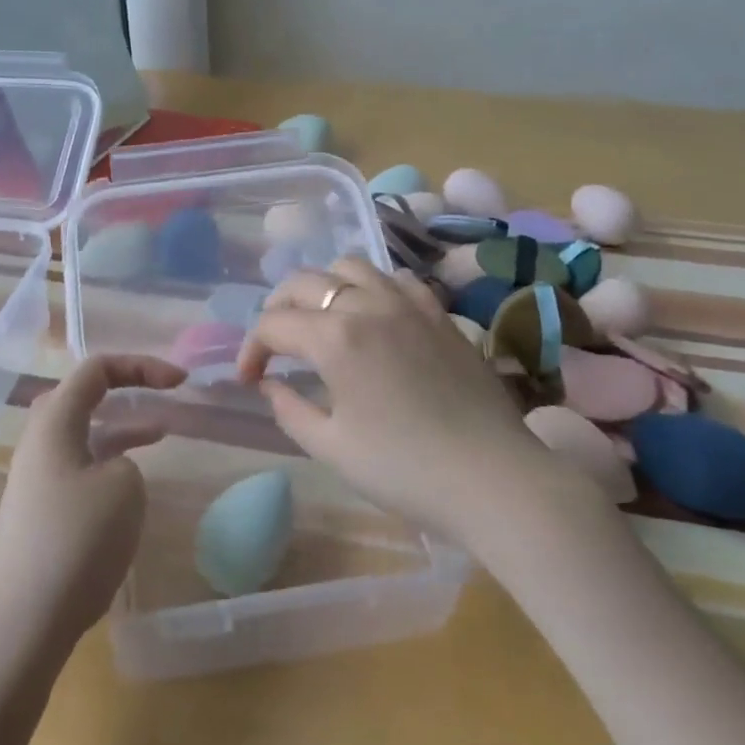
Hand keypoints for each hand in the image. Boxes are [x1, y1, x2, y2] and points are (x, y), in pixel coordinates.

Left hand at [0, 354, 186, 650]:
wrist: (21, 624)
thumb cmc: (76, 541)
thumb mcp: (123, 486)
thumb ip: (126, 460)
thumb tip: (112, 471)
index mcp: (54, 422)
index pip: (96, 369)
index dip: (141, 366)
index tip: (180, 382)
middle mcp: (39, 443)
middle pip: (81, 396)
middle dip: (124, 388)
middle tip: (162, 394)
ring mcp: (36, 480)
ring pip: (83, 435)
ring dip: (121, 427)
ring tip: (161, 432)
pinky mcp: (40, 514)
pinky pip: (80, 468)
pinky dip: (109, 463)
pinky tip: (132, 485)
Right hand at [236, 257, 594, 543]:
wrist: (494, 479)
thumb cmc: (404, 470)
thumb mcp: (331, 448)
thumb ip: (289, 409)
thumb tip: (269, 384)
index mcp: (334, 338)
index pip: (273, 324)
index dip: (252, 350)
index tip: (250, 380)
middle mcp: (367, 305)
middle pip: (304, 282)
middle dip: (277, 308)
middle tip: (274, 344)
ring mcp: (408, 303)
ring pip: (350, 265)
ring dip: (323, 286)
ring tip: (320, 318)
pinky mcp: (439, 312)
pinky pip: (396, 278)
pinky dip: (372, 286)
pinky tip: (373, 313)